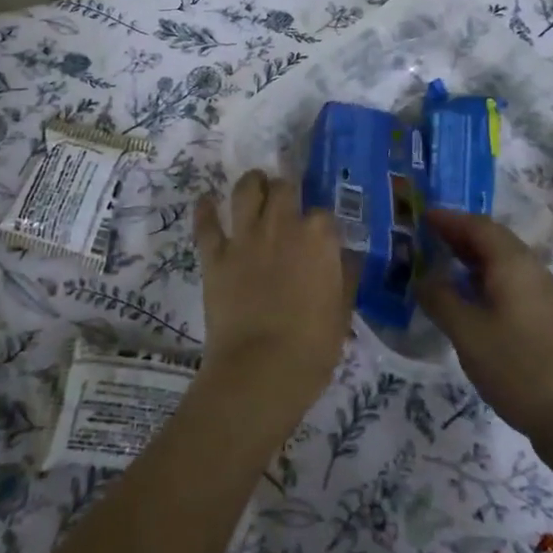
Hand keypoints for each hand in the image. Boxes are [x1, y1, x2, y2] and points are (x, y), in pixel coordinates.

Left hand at [193, 171, 352, 427]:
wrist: (261, 369)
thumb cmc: (313, 346)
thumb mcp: (342, 312)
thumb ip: (345, 277)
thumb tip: (347, 258)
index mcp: (319, 238)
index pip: (324, 213)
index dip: (321, 222)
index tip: (320, 232)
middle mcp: (282, 225)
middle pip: (284, 188)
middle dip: (286, 190)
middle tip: (286, 200)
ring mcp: (245, 237)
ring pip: (245, 190)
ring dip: (251, 183)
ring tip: (254, 184)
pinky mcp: (214, 255)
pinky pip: (206, 223)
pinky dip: (205, 210)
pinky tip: (206, 201)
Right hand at [418, 209, 552, 443]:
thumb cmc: (515, 366)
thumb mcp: (466, 332)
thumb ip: (440, 298)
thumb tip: (423, 279)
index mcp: (513, 264)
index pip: (478, 226)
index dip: (449, 219)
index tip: (422, 216)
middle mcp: (531, 269)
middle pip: (492, 239)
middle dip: (459, 234)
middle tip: (426, 236)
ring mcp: (541, 292)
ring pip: (502, 260)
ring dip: (471, 256)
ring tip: (441, 262)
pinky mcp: (544, 314)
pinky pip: (509, 279)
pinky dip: (484, 276)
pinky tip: (467, 295)